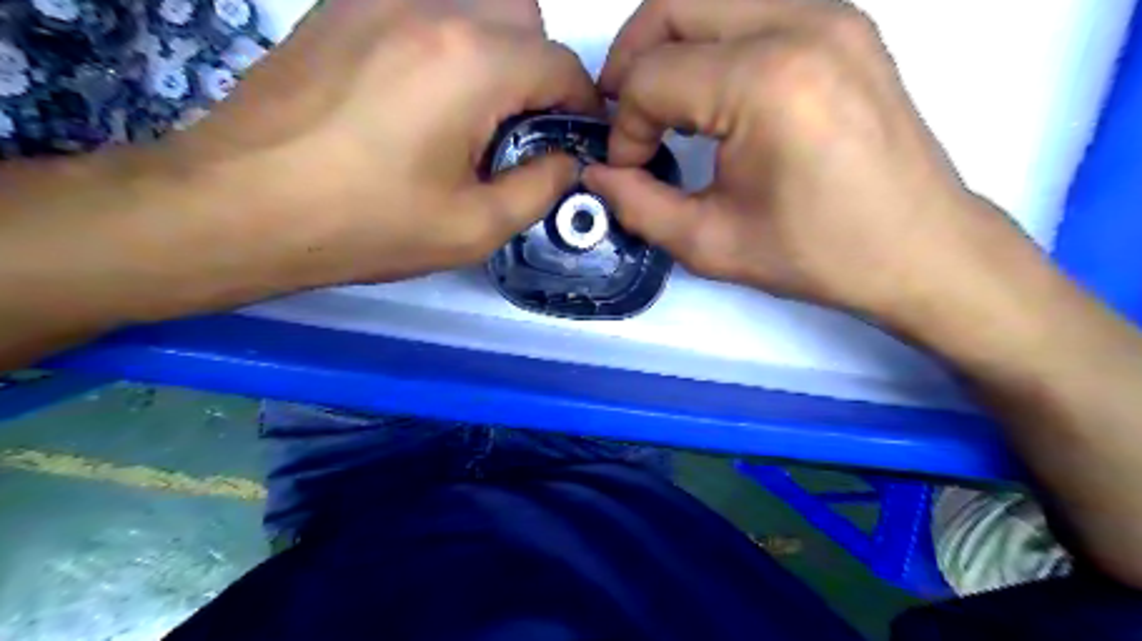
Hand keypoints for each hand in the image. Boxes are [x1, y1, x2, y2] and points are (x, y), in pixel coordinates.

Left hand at [167, 1, 605, 284]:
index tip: (574, 140)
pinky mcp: (341, 6)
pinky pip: (421, 8)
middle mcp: (432, 8)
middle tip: (517, 130)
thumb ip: (540, 189)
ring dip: (493, 53)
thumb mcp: (474, 228)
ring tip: (467, 116)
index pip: (561, 64)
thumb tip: (565, 161)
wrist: (240, 205)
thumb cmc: (366, 225)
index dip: (580, 104)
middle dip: (539, 72)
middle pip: (523, 17)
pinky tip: (417, 96)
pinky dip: (444, 43)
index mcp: (473, 64)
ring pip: (473, 5)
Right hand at [584, 0, 1031, 330]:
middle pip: (673, 5)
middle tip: (627, 117)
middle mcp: (800, 22)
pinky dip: (711, 41)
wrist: (920, 248)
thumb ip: (639, 205)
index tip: (630, 168)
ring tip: (662, 104)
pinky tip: (712, 92)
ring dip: (669, 44)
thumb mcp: (711, 243)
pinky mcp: (843, 21)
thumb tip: (597, 176)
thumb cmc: (817, 254)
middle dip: (631, 62)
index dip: (624, 126)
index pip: (653, 76)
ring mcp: (829, 12)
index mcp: (766, 82)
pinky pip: (750, 6)